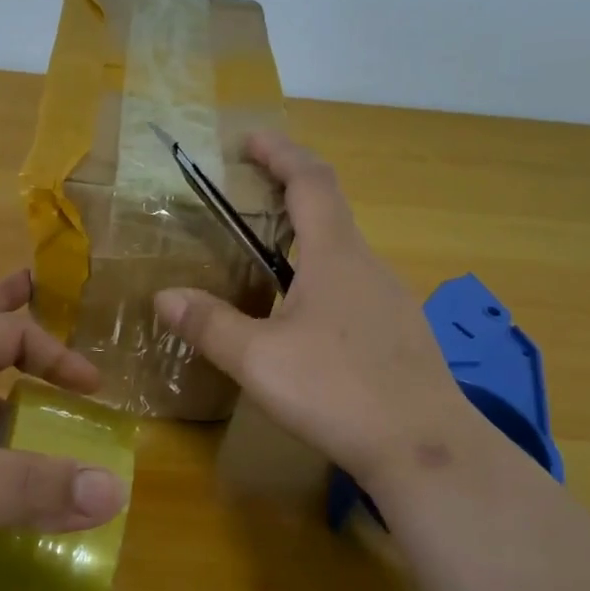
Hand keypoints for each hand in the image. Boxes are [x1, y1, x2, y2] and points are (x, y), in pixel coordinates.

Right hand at [154, 132, 471, 485]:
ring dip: (304, 245)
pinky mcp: (399, 336)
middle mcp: (369, 267)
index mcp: (336, 256)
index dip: (281, 153)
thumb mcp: (258, 359)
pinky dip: (320, 284)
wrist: (425, 450)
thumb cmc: (337, 390)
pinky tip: (301, 325)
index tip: (250, 140)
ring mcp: (392, 302)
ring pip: (342, 257)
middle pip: (329, 214)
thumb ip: (209, 324)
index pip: (311, 182)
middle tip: (246, 204)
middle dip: (287, 197)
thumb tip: (164, 296)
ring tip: (263, 265)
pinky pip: (353, 291)